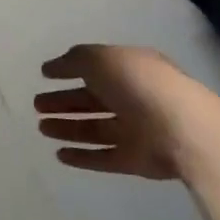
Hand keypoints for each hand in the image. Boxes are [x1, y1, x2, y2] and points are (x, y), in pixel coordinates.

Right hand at [34, 45, 184, 180]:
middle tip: (37, 105)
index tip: (45, 76)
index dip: (70, 70)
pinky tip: (59, 155)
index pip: (96, 69)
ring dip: (68, 128)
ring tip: (42, 128)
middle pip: (93, 100)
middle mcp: (135, 99)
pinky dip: (82, 157)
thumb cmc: (138, 85)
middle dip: (65, 102)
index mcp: (131, 70)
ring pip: (95, 129)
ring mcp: (137, 131)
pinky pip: (104, 158)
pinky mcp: (137, 161)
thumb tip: (53, 67)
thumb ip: (74, 60)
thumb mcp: (100, 59)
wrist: (182, 131)